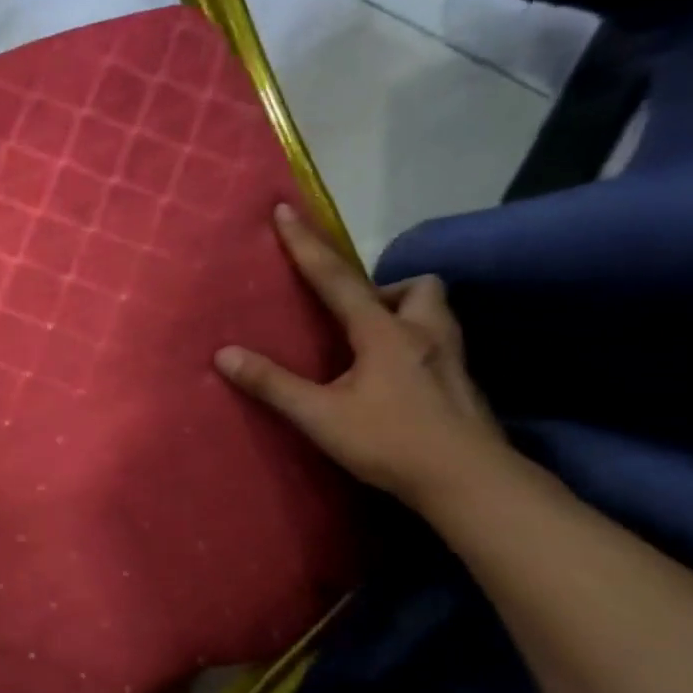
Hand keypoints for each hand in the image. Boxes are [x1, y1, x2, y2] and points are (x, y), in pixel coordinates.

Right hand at [215, 204, 510, 507]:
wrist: (469, 482)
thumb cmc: (390, 442)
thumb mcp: (320, 416)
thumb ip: (272, 384)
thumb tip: (224, 355)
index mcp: (384, 333)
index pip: (337, 278)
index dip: (307, 245)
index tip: (286, 210)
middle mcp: (424, 334)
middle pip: (418, 286)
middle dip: (387, 288)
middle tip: (357, 314)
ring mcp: (450, 359)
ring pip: (436, 312)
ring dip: (406, 313)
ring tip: (374, 344)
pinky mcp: (462, 386)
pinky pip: (440, 345)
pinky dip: (415, 347)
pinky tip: (397, 380)